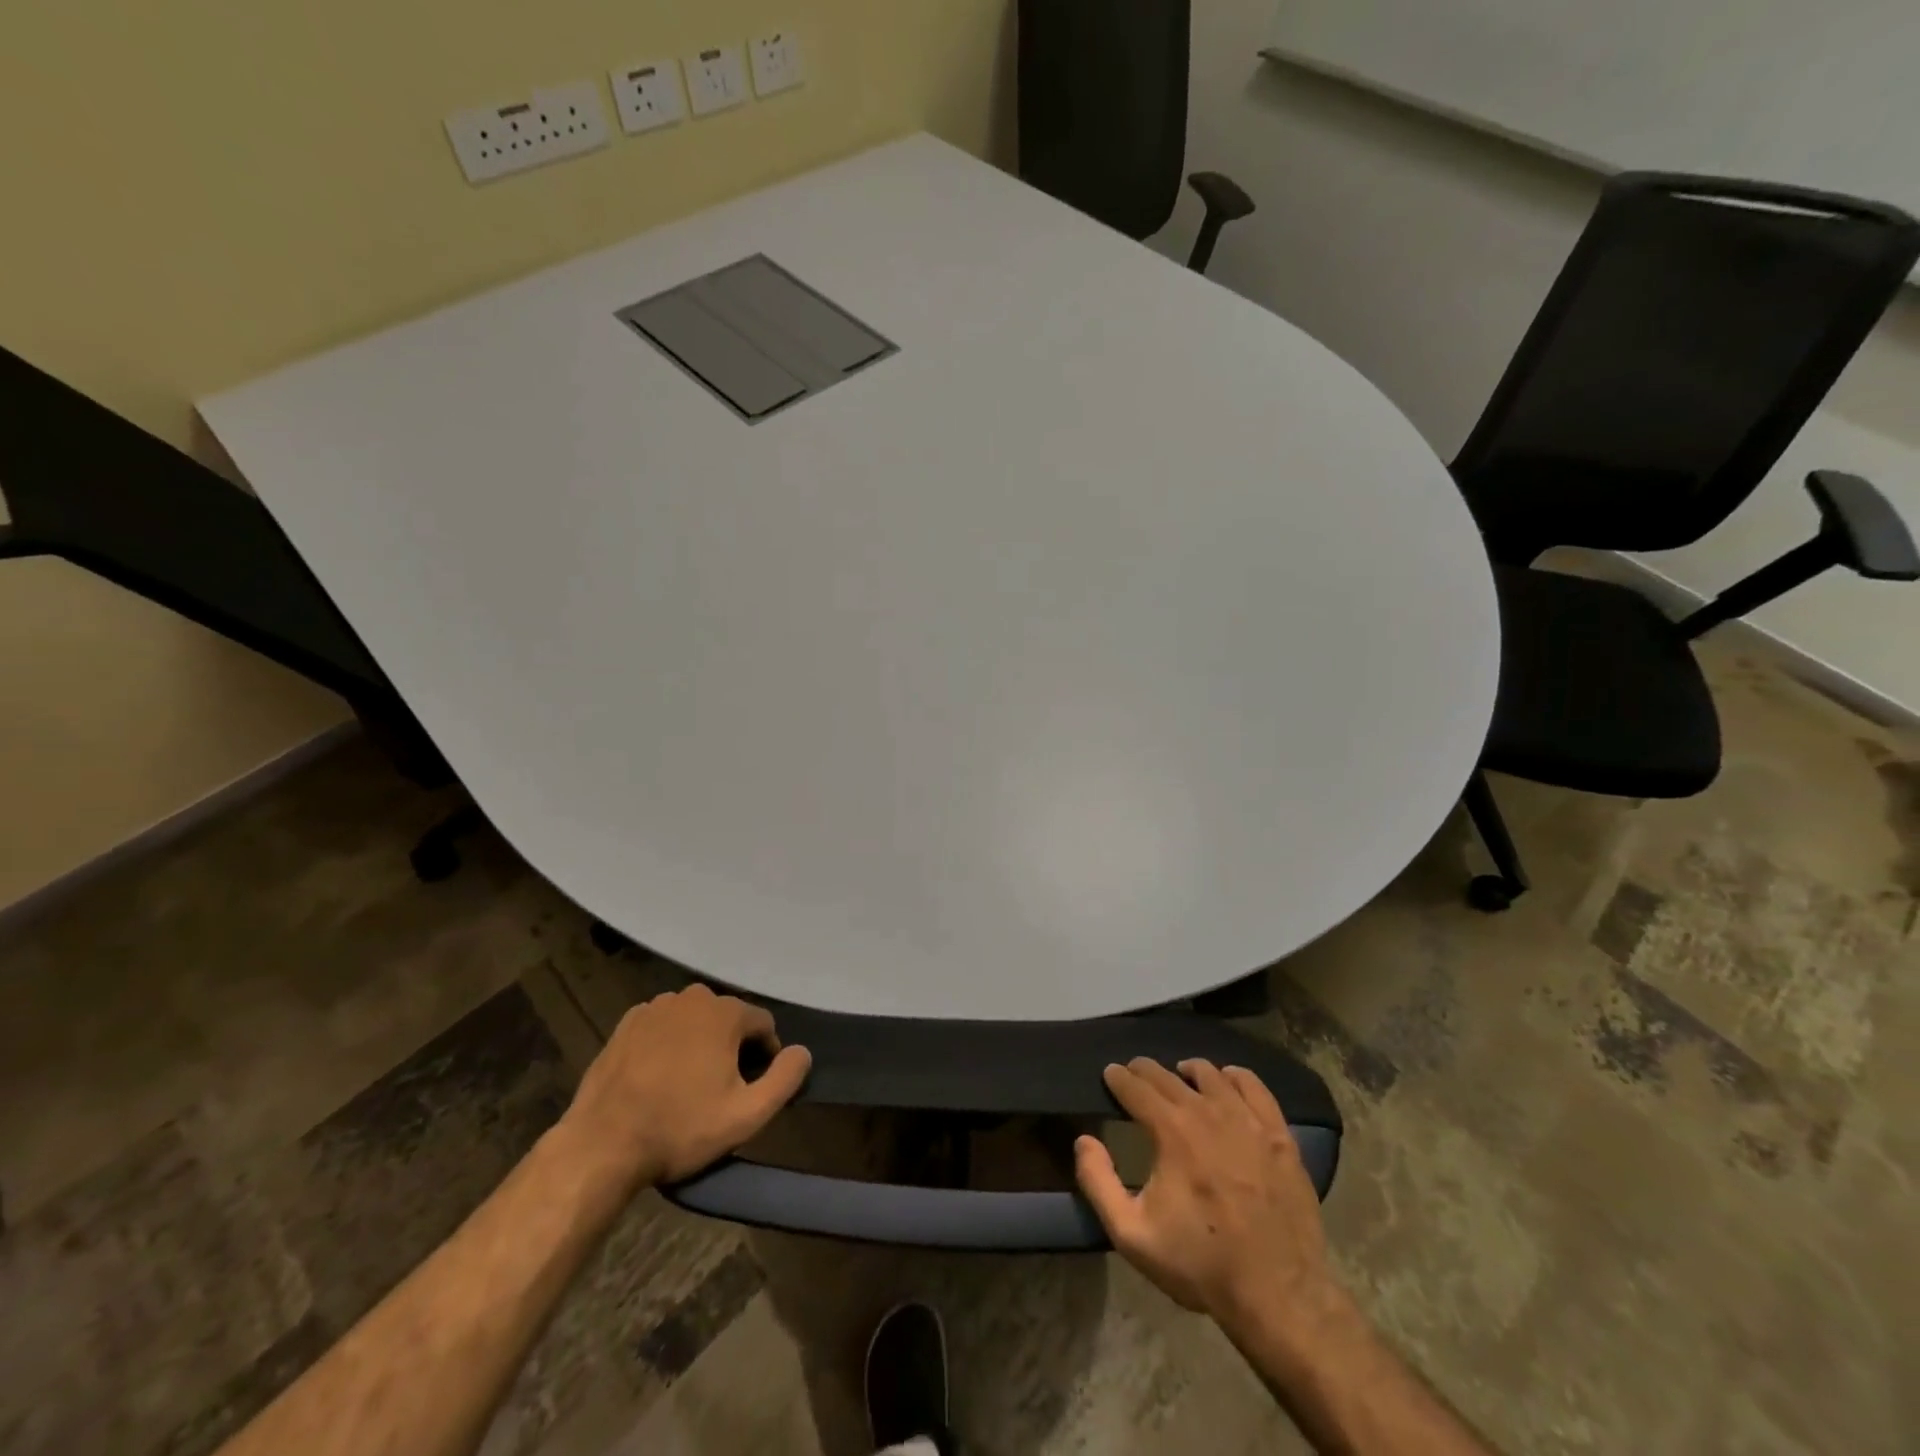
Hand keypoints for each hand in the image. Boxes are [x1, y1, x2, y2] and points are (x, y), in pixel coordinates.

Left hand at [559, 984, 811, 1188]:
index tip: (751, 1087)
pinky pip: (662, 1025)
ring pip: (694, 1020)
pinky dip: (668, 1043)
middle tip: (719, 1089)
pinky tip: (658, 1076)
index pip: (763, 1024)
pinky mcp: (626, 1024)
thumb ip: (785, 1079)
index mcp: (725, 1013)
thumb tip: (802, 1052)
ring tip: (688, 1084)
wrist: (603, 1145)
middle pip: (728, 1018)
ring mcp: (655, 1008)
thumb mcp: (747, 1115)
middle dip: (731, 1046)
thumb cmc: (681, 1128)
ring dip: (699, 1042)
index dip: (764, 1056)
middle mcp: (692, 998)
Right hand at [1075, 1058, 1345, 1339]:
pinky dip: (1235, 1077)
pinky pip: (1254, 1087)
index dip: (1118, 1077)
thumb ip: (1099, 1183)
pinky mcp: (1279, 1135)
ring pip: (1211, 1074)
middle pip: (1169, 1076)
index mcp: (1171, 1131)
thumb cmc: (1201, 1264)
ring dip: (1188, 1071)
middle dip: (1146, 1070)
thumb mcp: (1133, 1235)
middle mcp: (1208, 1113)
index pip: (1136, 1087)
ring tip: (1180, 1078)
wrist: (1279, 1296)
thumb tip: (1083, 1140)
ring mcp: (1248, 1121)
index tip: (1110, 1074)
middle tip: (1135, 1073)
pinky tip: (1227, 1083)